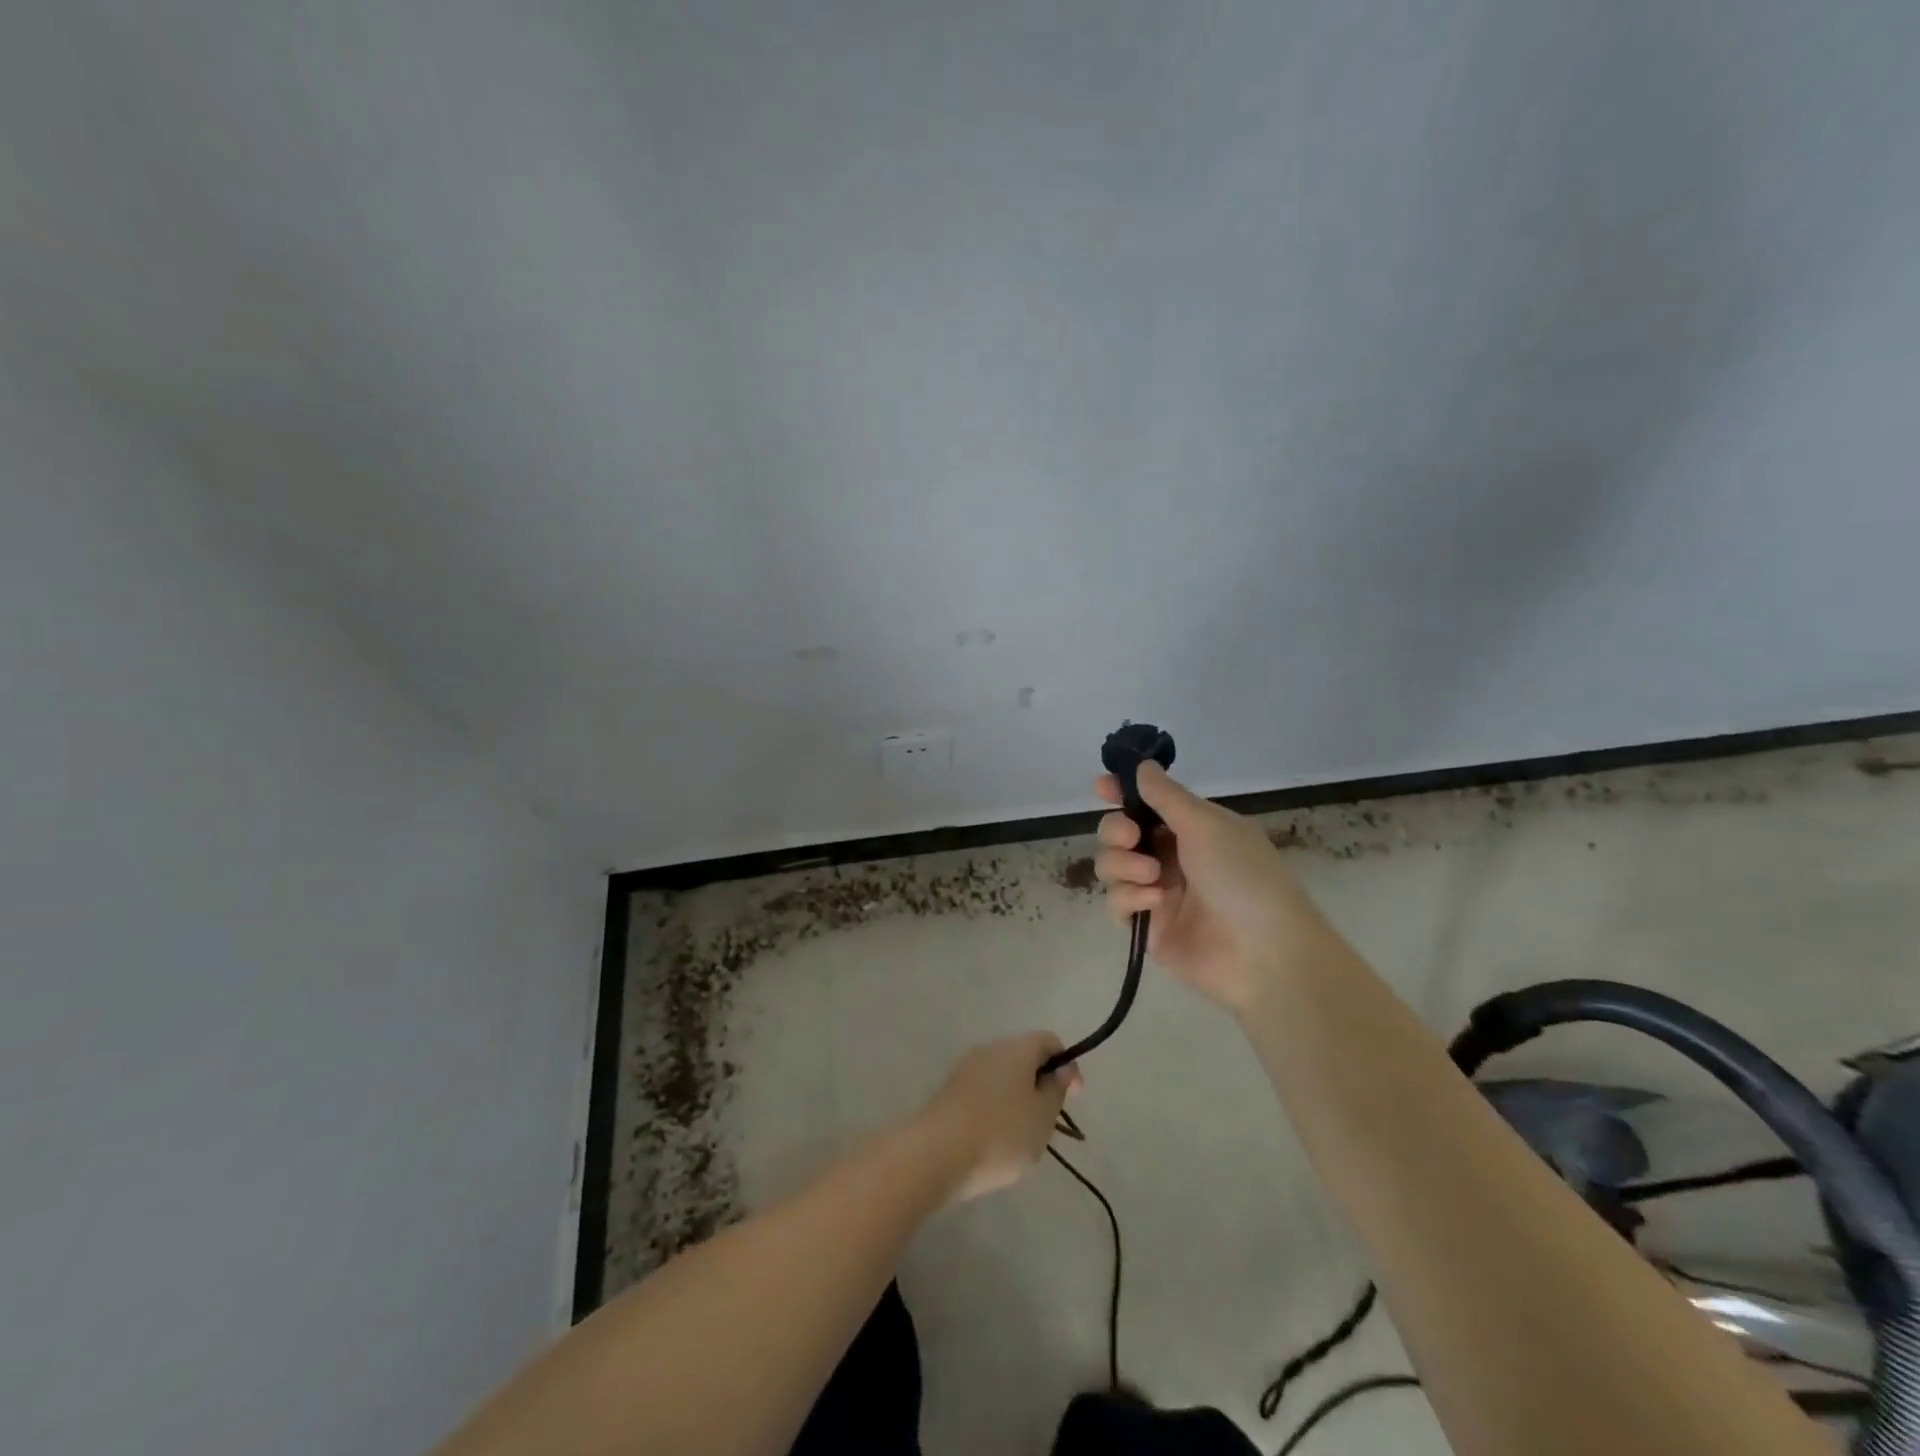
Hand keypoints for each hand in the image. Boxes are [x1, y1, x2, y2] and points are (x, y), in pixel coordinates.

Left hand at [917, 1032, 1079, 1203]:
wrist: (937, 1154)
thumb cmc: (1001, 1133)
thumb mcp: (1043, 1116)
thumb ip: (1056, 1089)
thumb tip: (1059, 1069)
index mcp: (1017, 1048)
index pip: (1049, 1041)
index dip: (1067, 1065)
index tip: (1075, 1099)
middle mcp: (990, 1048)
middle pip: (1025, 1057)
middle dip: (1042, 1085)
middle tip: (1049, 1122)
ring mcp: (966, 1068)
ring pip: (1004, 1076)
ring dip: (1019, 1099)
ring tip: (1023, 1136)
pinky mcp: (950, 1091)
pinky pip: (984, 1092)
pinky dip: (997, 1108)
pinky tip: (995, 1140)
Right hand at [1093, 762, 1327, 1010]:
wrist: (1263, 954)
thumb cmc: (1242, 876)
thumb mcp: (1206, 824)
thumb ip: (1166, 795)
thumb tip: (1142, 765)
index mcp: (1192, 828)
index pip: (1147, 803)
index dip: (1121, 793)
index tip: (1101, 787)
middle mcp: (1171, 856)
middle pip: (1119, 832)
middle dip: (1116, 830)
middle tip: (1131, 837)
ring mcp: (1157, 891)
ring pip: (1111, 865)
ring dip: (1123, 865)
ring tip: (1153, 878)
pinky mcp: (1146, 926)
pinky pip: (1116, 902)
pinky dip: (1129, 898)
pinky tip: (1154, 904)